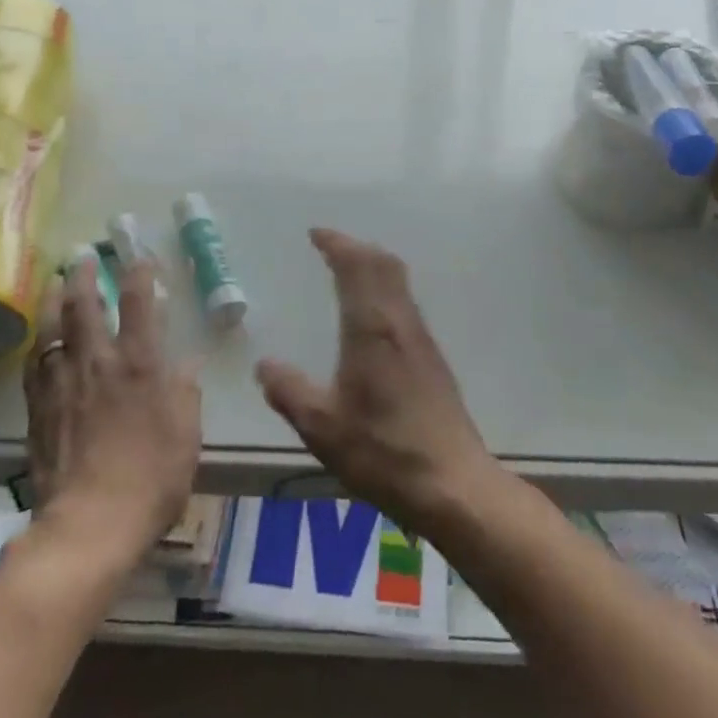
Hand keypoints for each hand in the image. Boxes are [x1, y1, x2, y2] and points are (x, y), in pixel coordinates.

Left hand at [24, 258, 200, 568]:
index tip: (140, 256)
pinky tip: (39, 338)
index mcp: (139, 363)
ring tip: (54, 280)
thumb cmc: (151, 479)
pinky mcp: (39, 409)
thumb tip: (188, 363)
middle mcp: (98, 362)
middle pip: (85, 304)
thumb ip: (186, 393)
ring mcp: (63, 383)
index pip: (139, 302)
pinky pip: (35, 364)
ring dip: (54, 298)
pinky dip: (38, 343)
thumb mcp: (186, 435)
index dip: (140, 272)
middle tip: (82, 254)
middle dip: (84, 273)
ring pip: (53, 327)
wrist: (89, 525)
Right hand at [256, 229, 499, 537]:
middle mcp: (400, 323)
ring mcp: (421, 339)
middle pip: (384, 264)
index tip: (316, 234)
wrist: (453, 484)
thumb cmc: (384, 452)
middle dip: (356, 247)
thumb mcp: (323, 428)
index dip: (337, 244)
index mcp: (372, 329)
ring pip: (399, 281)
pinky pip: (405, 302)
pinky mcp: (432, 358)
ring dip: (373, 265)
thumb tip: (264, 364)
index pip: (356, 267)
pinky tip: (372, 316)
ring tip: (348, 271)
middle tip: (330, 247)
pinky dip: (385, 288)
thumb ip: (290, 392)